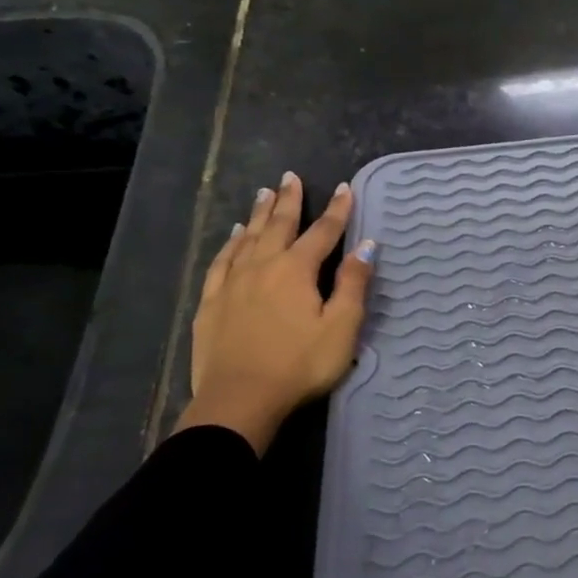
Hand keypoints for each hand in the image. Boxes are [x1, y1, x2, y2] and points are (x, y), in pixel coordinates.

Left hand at [177, 172, 375, 454]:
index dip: (337, 210)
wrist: (239, 400)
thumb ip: (353, 283)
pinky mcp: (211, 303)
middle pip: (278, 225)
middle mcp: (262, 266)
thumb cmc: (300, 365)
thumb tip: (366, 245)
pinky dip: (231, 243)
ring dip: (259, 215)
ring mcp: (232, 283)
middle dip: (289, 200)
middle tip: (291, 176)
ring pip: (247, 238)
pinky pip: (222, 261)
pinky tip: (234, 237)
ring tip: (264, 194)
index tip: (345, 188)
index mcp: (296, 270)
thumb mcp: (341, 327)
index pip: (323, 232)